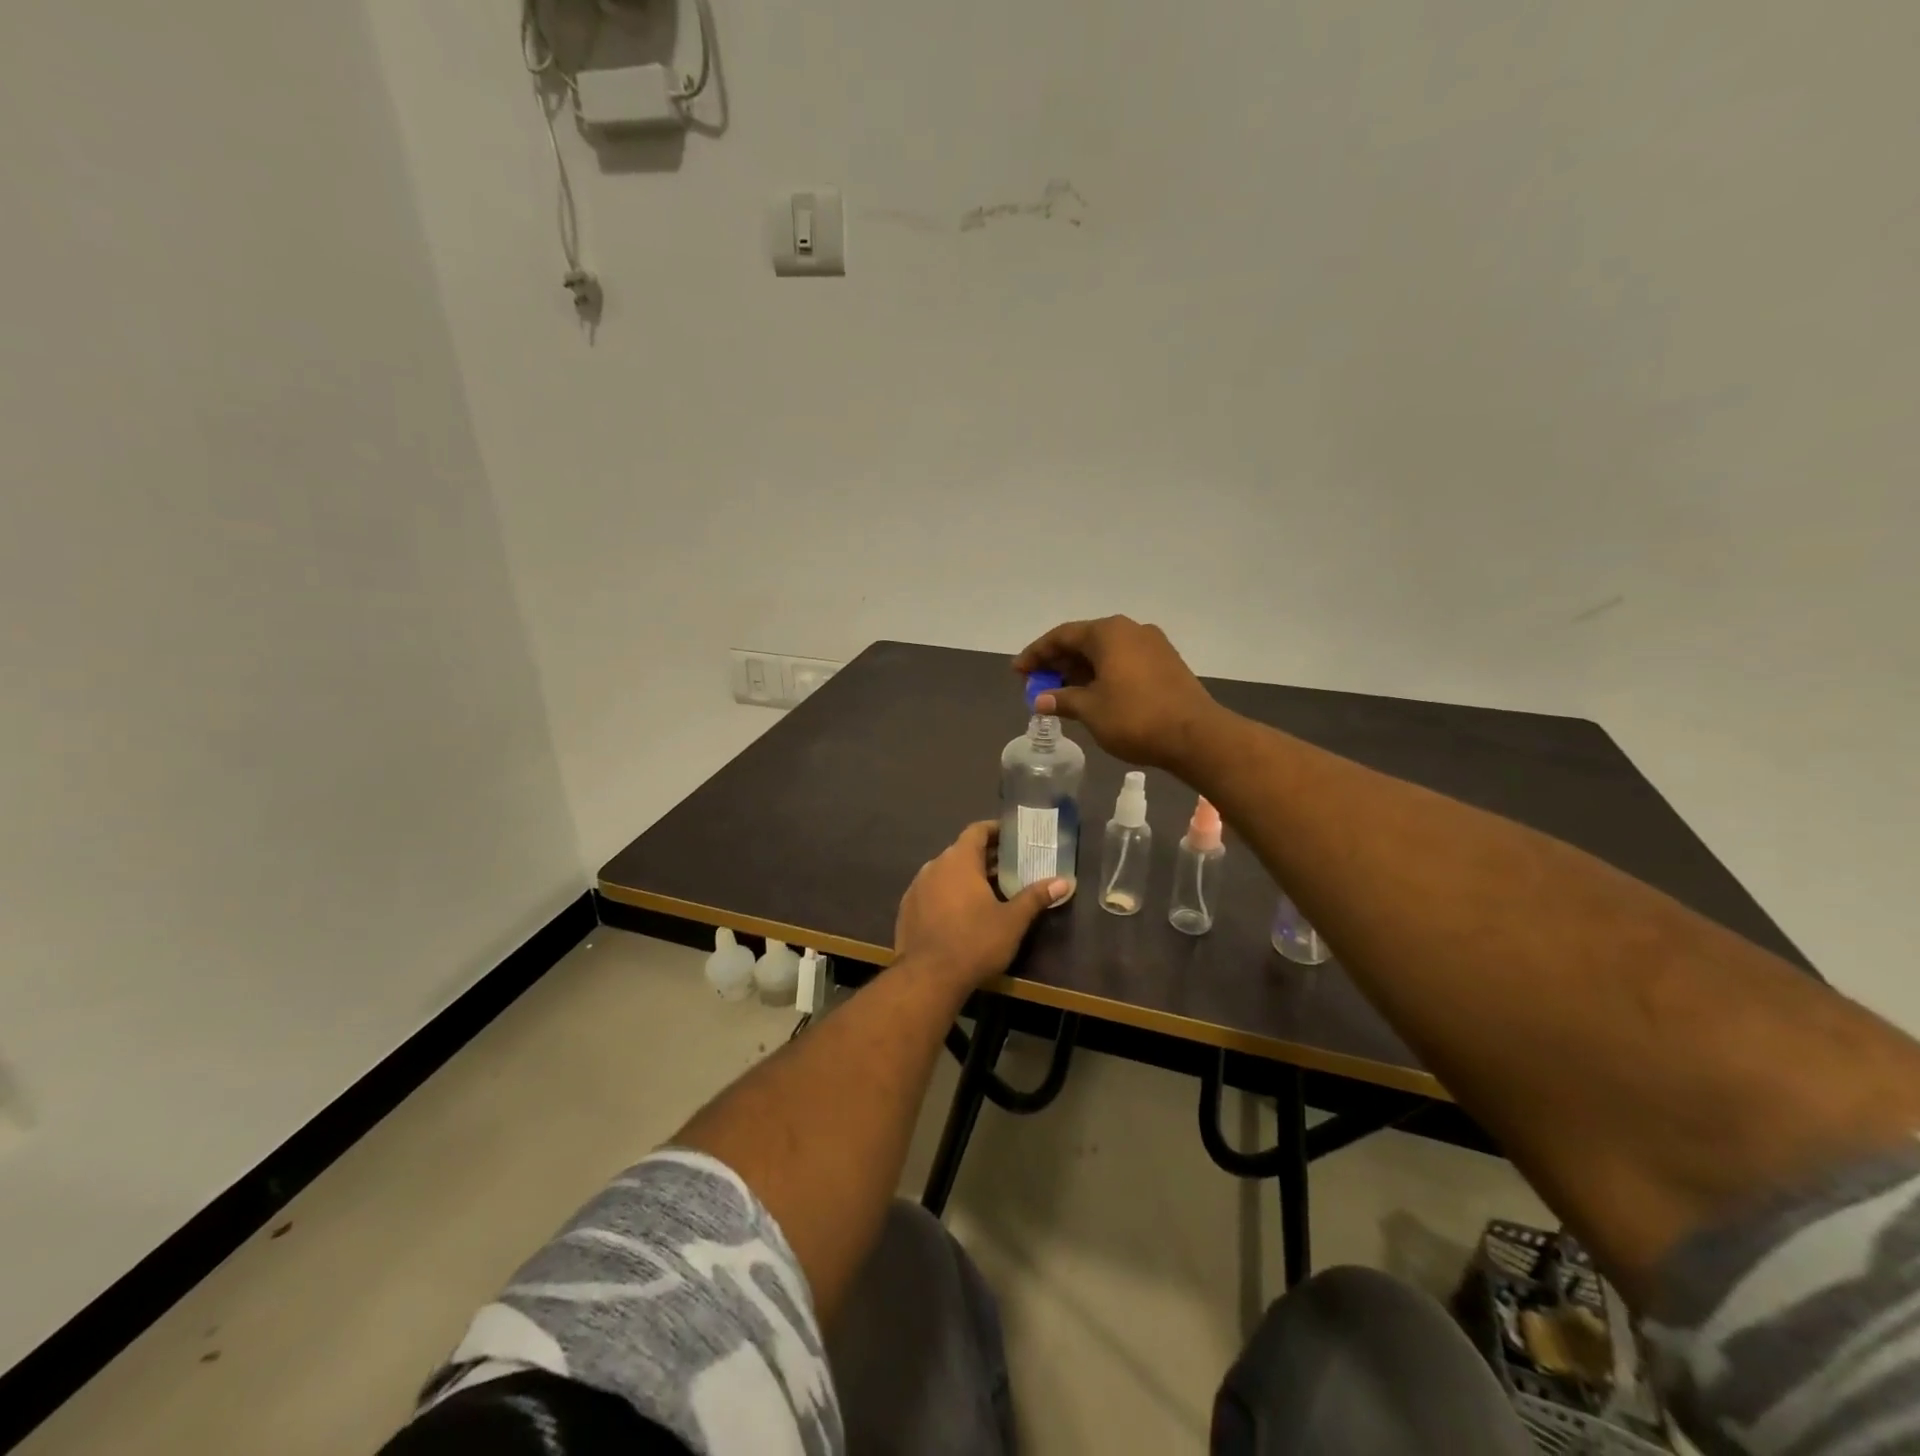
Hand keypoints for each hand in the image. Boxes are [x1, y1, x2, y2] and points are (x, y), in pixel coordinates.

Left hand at [894, 821, 1065, 989]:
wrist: (928, 978)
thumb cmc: (975, 942)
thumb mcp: (1012, 921)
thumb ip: (1036, 897)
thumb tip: (1064, 881)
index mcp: (959, 860)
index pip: (977, 831)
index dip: (996, 830)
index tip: (1013, 836)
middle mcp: (934, 866)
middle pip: (962, 851)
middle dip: (986, 857)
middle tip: (1010, 867)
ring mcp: (917, 887)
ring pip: (946, 872)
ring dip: (966, 876)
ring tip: (989, 891)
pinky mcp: (907, 909)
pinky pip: (932, 891)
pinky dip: (948, 894)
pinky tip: (961, 913)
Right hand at [1013, 615, 1221, 768]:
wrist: (1195, 736)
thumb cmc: (1135, 718)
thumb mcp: (1091, 710)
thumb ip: (1062, 699)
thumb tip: (1041, 699)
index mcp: (1109, 633)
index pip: (1062, 636)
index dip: (1036, 653)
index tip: (1018, 671)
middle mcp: (1130, 630)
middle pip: (1084, 640)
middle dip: (1058, 662)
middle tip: (1036, 683)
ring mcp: (1152, 645)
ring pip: (1105, 652)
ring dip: (1080, 670)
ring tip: (1060, 691)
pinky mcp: (1166, 663)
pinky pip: (1123, 661)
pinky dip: (1102, 674)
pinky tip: (1092, 694)